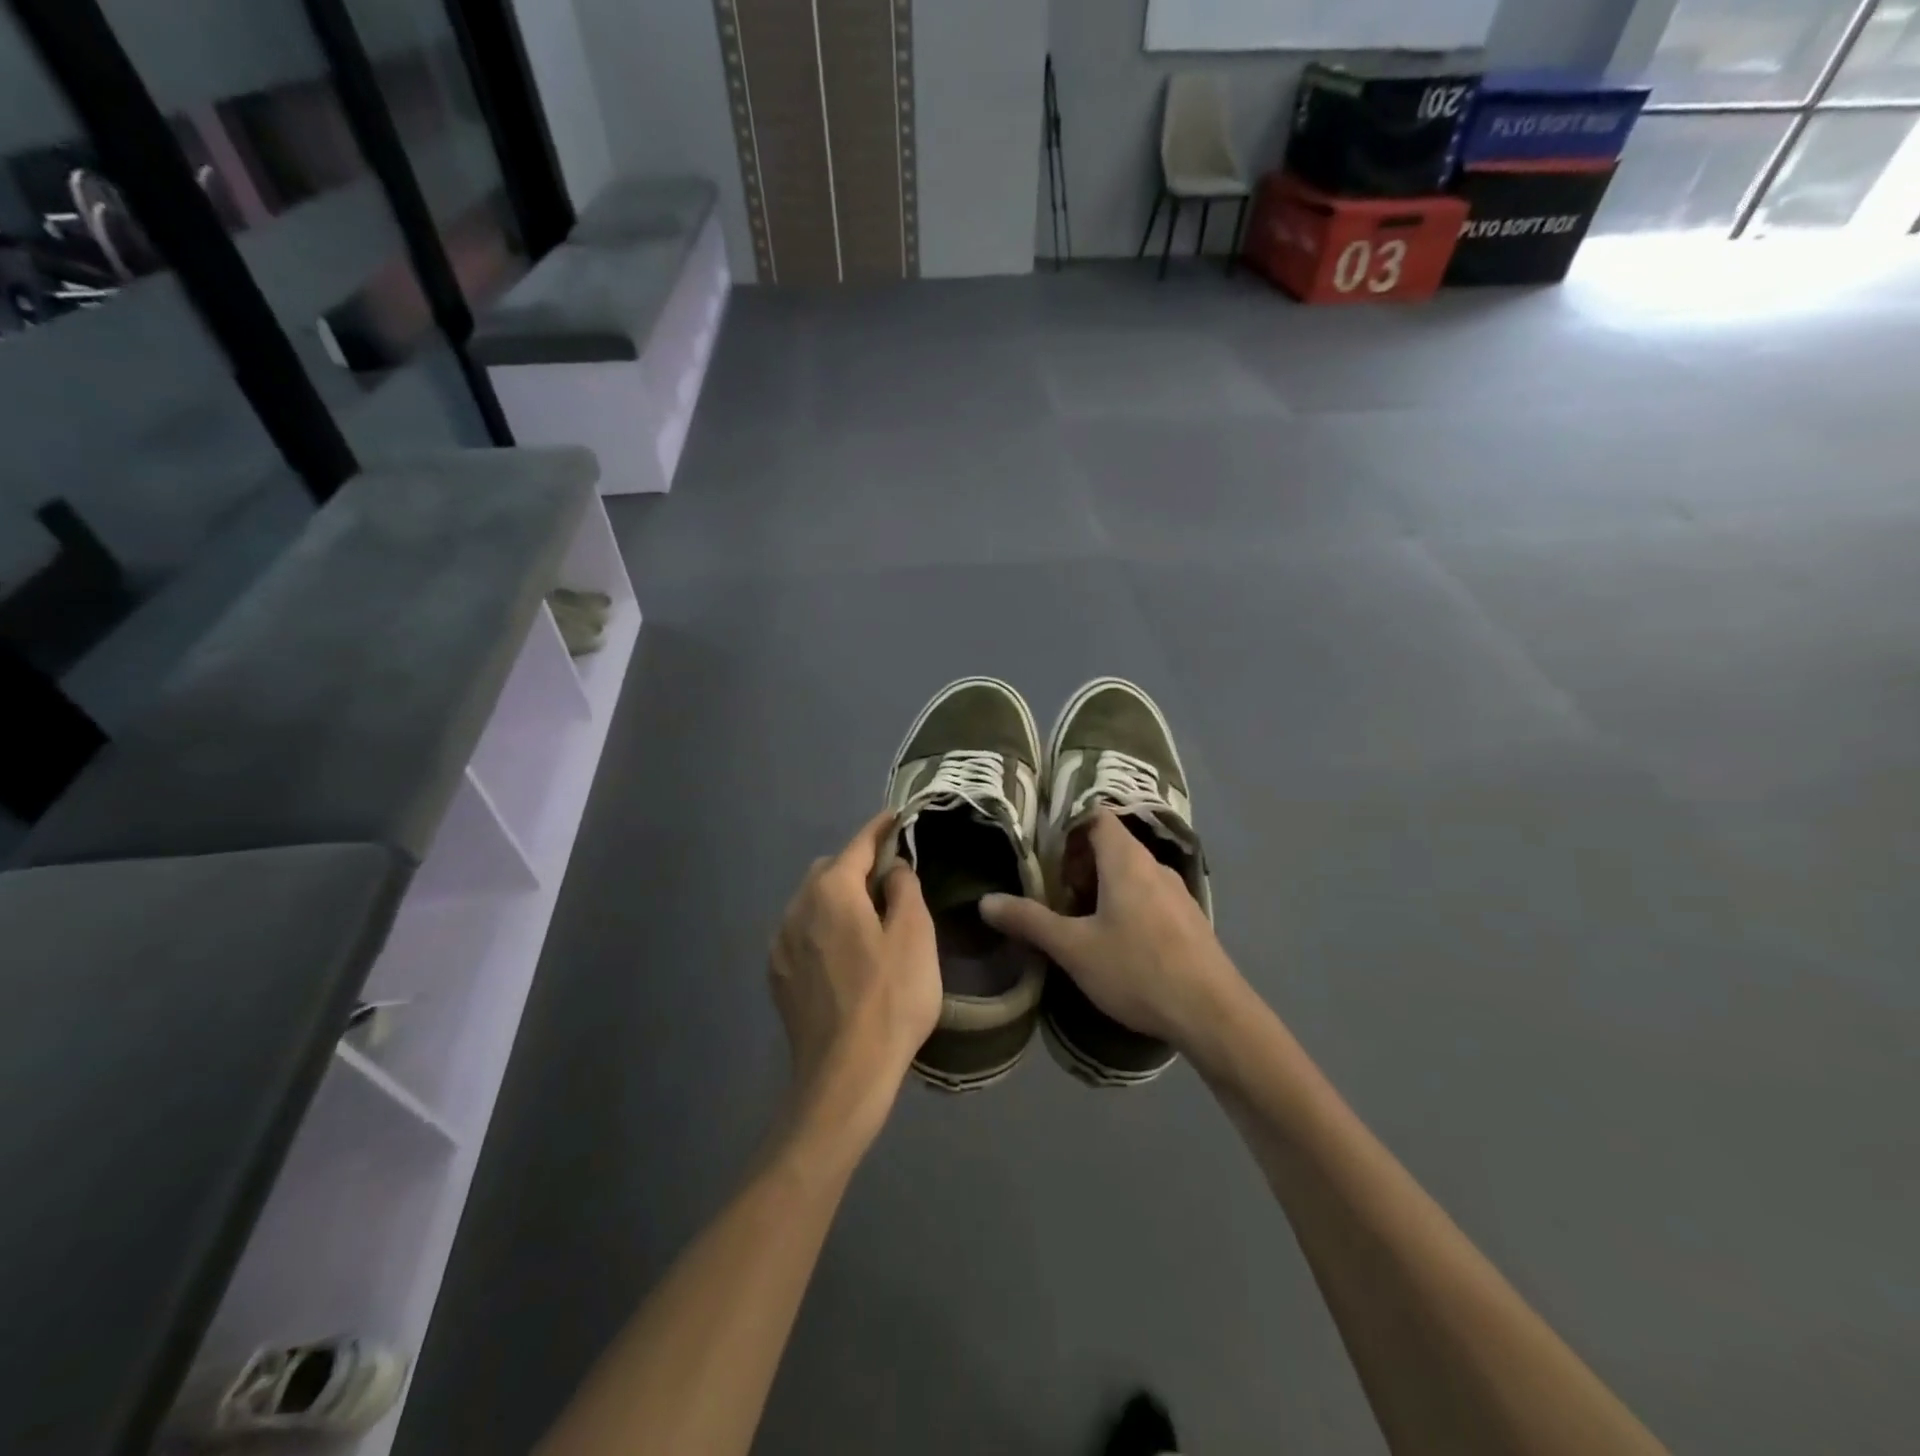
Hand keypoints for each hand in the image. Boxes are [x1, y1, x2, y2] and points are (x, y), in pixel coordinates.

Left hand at [769, 812, 941, 1128]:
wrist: (844, 1075)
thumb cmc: (890, 998)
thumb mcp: (915, 934)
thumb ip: (905, 888)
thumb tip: (892, 869)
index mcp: (831, 890)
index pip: (858, 845)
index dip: (880, 829)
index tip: (897, 817)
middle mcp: (797, 906)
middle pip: (829, 870)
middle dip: (857, 867)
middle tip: (891, 883)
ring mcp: (781, 943)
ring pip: (812, 902)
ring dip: (838, 899)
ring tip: (869, 921)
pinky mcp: (778, 975)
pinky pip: (802, 933)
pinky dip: (824, 928)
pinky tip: (845, 955)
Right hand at [979, 808, 1240, 1050]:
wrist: (1213, 1015)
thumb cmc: (1138, 970)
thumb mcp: (1074, 948)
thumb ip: (1029, 921)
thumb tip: (986, 901)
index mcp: (1126, 859)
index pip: (1095, 815)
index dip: (1066, 827)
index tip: (1043, 855)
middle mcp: (1154, 865)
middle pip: (1110, 844)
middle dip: (1077, 864)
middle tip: (1053, 895)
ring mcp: (1177, 892)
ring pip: (1130, 873)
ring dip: (1101, 888)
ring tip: (1078, 923)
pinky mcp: (1188, 919)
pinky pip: (1148, 896)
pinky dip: (1125, 905)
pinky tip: (1116, 945)